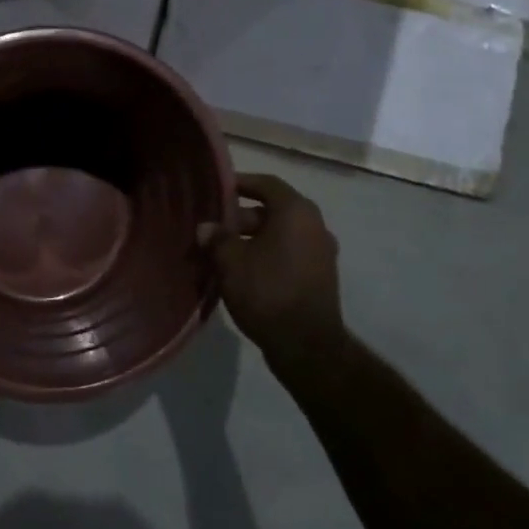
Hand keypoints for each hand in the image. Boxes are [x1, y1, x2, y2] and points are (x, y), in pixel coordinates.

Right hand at [202, 174, 346, 366]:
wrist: (306, 345)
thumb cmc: (267, 292)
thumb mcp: (231, 262)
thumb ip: (217, 239)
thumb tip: (207, 228)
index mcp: (296, 212)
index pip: (266, 184)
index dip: (240, 183)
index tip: (217, 190)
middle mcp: (314, 225)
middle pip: (272, 210)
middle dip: (240, 218)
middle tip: (212, 231)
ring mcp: (321, 251)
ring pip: (279, 234)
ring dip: (251, 239)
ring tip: (222, 254)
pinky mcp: (320, 275)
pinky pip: (289, 253)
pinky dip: (266, 255)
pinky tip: (243, 272)